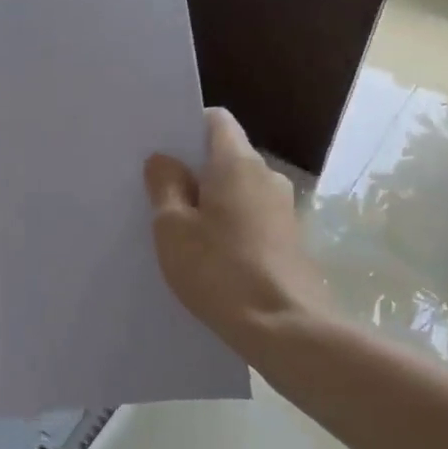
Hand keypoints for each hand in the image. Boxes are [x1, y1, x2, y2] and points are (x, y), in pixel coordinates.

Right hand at [144, 109, 323, 347]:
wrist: (285, 328)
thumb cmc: (220, 270)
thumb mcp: (173, 228)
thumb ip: (165, 186)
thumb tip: (164, 159)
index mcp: (238, 163)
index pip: (216, 120)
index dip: (187, 127)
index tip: (162, 149)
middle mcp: (267, 176)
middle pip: (226, 156)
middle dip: (194, 168)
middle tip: (158, 192)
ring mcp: (283, 209)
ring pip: (237, 190)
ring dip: (210, 200)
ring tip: (180, 228)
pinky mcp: (289, 239)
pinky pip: (250, 216)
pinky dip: (228, 224)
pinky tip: (209, 254)